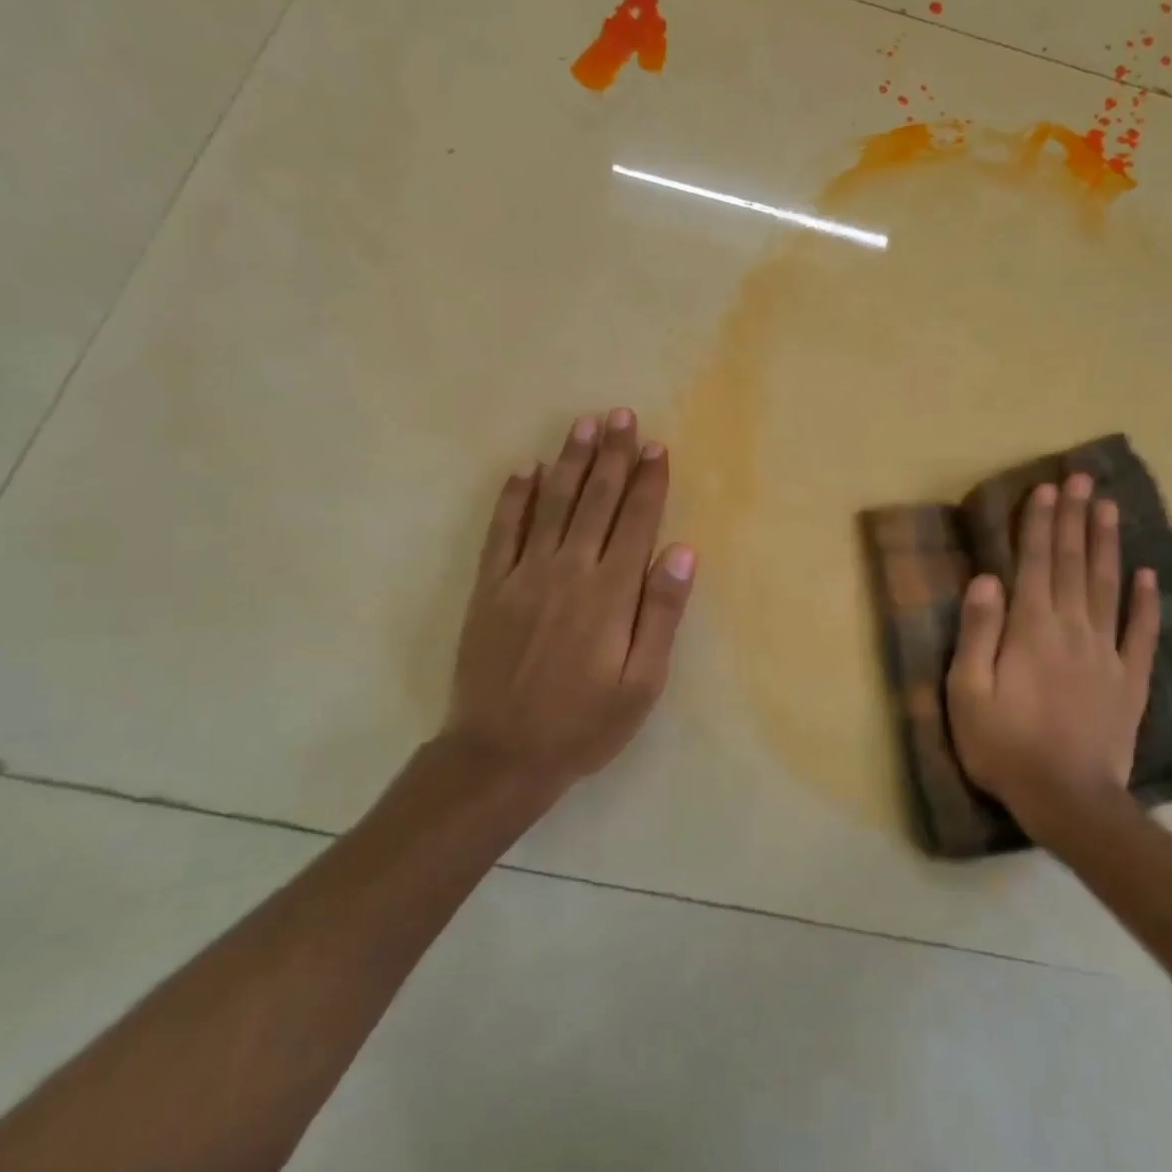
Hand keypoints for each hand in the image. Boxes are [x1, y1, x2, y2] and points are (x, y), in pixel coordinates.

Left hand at [439, 407, 695, 796]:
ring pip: (552, 504)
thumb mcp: (642, 682)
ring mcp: (523, 575)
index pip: (635, 521)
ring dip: (570, 462)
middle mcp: (568, 570)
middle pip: (596, 501)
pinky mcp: (490, 588)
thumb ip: (661, 613)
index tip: (657, 446)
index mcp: (610, 592)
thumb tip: (680, 550)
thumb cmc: (585, 723)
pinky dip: (515, 498)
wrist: (501, 755)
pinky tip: (526, 470)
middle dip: (613, 456)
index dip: (648, 482)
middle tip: (622, 416)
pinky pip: (503, 531)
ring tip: (584, 426)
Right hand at [945, 474, 1159, 832]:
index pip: (1037, 564)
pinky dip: (1144, 602)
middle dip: (1076, 519)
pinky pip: (1141, 634)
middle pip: (1075, 565)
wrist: (1068, 799)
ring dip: (1108, 545)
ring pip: (1108, 588)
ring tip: (1111, 508)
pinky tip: (1147, 575)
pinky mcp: (1129, 681)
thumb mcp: (968, 692)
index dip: (1041, 524)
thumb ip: (978, 632)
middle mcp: (1073, 629)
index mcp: (1032, 629)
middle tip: (1084, 479)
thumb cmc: (1005, 746)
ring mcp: (1106, 654)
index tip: (1048, 489)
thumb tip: (988, 579)